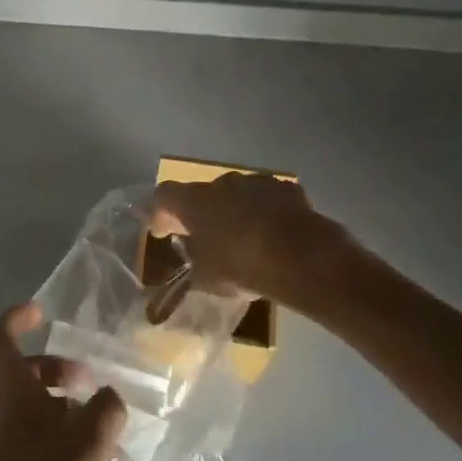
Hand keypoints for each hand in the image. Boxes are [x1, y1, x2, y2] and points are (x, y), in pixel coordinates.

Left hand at [0, 303, 126, 460]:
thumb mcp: (89, 439)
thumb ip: (107, 408)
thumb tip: (109, 397)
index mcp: (7, 388)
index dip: (16, 319)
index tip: (41, 312)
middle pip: (18, 372)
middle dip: (53, 366)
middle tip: (87, 378)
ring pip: (27, 406)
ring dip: (59, 402)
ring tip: (98, 421)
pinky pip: (33, 437)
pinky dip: (58, 435)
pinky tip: (91, 460)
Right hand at [149, 172, 350, 305]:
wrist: (303, 257)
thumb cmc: (242, 267)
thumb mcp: (207, 278)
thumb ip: (193, 262)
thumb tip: (191, 256)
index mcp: (193, 201)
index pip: (163, 196)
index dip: (159, 213)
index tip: (161, 231)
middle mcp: (220, 183)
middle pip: (201, 194)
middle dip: (200, 213)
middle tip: (204, 238)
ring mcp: (255, 182)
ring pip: (235, 194)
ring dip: (233, 211)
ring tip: (242, 237)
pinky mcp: (285, 189)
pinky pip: (264, 199)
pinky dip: (262, 212)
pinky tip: (271, 234)